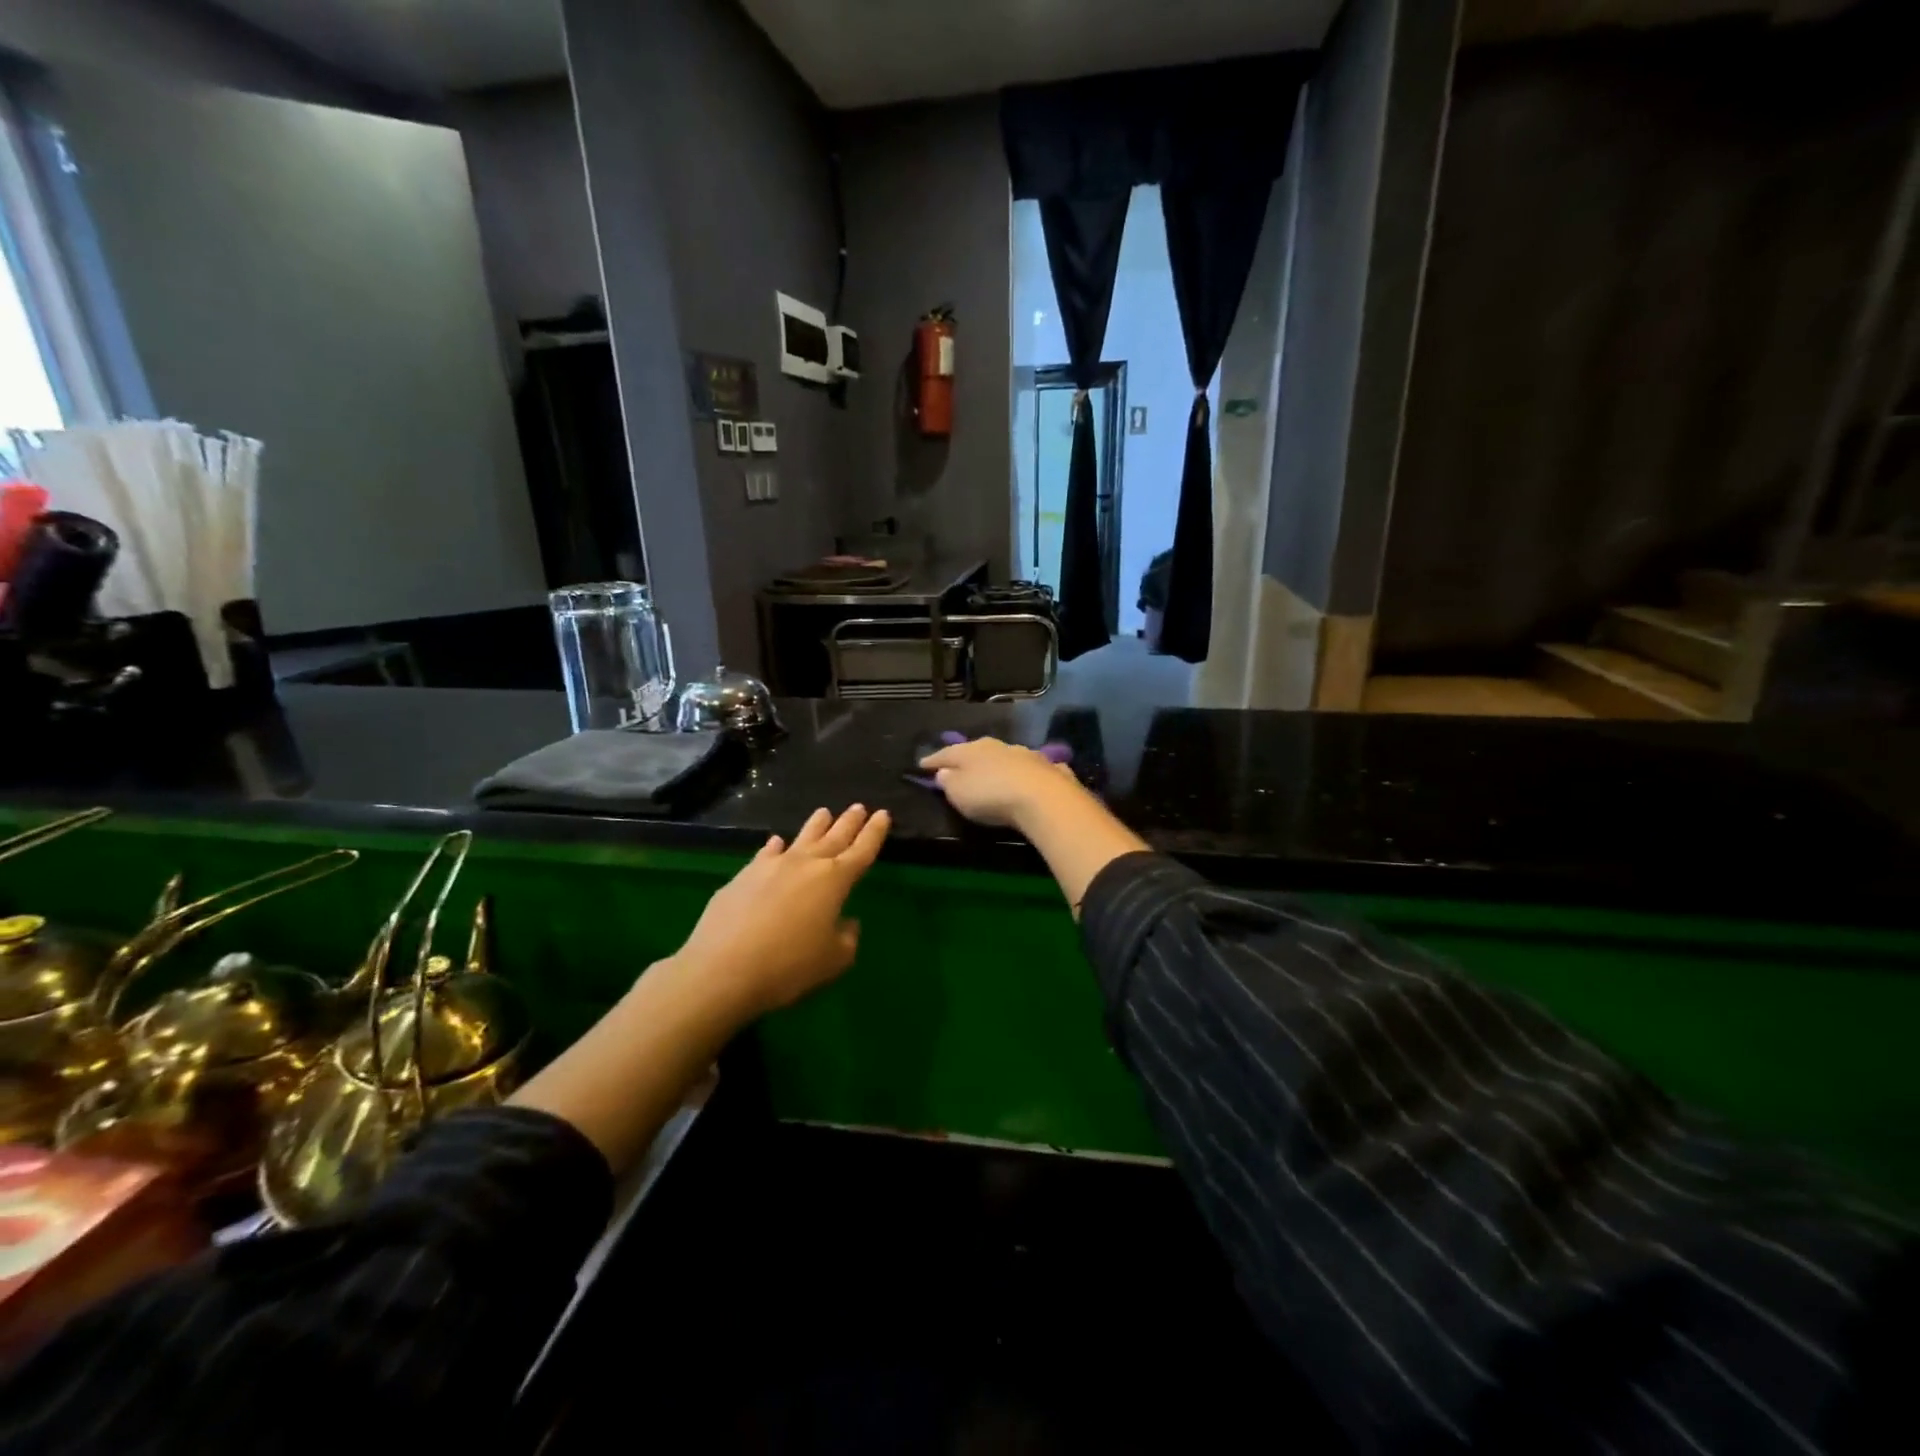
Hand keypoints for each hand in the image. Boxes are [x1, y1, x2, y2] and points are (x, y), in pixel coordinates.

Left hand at [672, 804, 890, 1014]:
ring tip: (824, 812)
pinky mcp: (743, 876)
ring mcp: (771, 866)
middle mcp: (805, 864)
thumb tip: (846, 923)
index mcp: (834, 880)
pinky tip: (776, 843)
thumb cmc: (789, 966)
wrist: (722, 969)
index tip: (883, 814)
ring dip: (816, 825)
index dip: (874, 833)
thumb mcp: (833, 961)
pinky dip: (775, 847)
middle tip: (859, 807)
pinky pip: (766, 854)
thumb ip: (847, 939)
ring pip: (801, 838)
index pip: (862, 850)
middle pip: (834, 837)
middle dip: (849, 822)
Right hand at [919, 737, 1078, 828]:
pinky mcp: (1049, 768)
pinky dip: (1024, 773)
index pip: (946, 753)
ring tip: (991, 774)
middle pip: (976, 750)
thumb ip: (949, 781)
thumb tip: (944, 772)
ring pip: (1004, 756)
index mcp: (971, 750)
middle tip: (957, 766)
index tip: (921, 765)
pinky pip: (1031, 768)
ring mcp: (1026, 754)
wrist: (1043, 797)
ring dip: (996, 764)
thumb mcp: (959, 793)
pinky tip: (1026, 778)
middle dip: (966, 758)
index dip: (933, 760)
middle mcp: (998, 746)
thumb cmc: (990, 795)